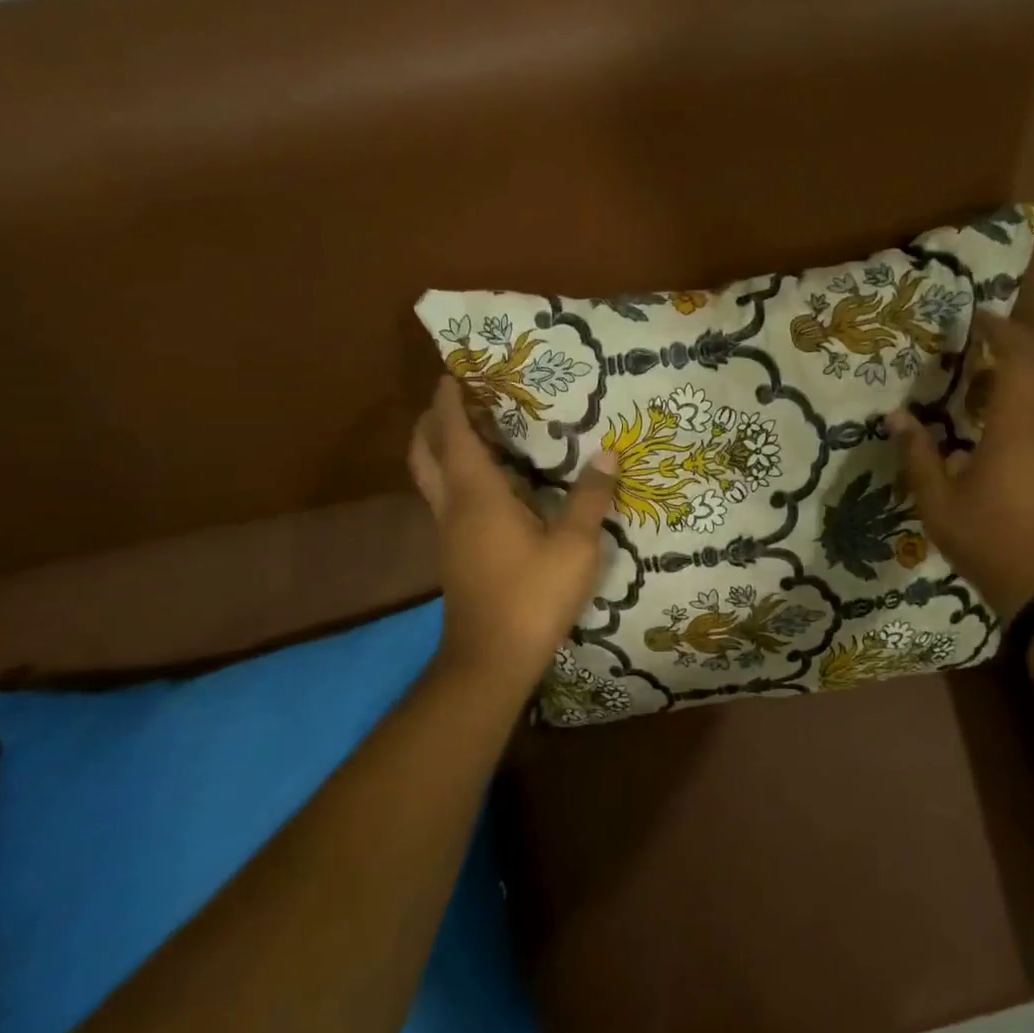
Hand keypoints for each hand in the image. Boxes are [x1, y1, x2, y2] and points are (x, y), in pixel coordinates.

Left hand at [407, 377, 618, 688]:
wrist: (490, 660)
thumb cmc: (532, 596)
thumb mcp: (575, 546)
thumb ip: (590, 498)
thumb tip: (608, 454)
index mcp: (477, 495)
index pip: (453, 434)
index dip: (450, 401)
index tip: (454, 372)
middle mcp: (453, 507)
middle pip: (425, 452)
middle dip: (433, 420)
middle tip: (459, 398)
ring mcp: (448, 533)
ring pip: (432, 478)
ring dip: (443, 448)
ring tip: (477, 431)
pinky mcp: (455, 554)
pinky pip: (447, 500)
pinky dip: (457, 477)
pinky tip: (492, 485)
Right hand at [887, 312, 1033, 615]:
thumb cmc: (988, 541)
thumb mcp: (937, 503)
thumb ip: (916, 455)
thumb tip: (895, 416)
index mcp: (1017, 429)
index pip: (1018, 361)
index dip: (1000, 333)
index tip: (974, 319)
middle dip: (1015, 340)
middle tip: (979, 334)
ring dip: (1024, 365)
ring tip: (982, 368)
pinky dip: (1028, 390)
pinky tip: (996, 409)